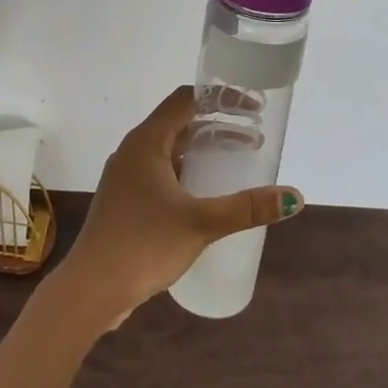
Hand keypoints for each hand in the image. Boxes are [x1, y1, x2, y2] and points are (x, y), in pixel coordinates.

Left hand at [58, 87, 301, 326]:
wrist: (92, 288)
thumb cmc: (144, 244)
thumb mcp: (201, 223)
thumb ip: (247, 208)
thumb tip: (295, 197)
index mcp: (146, 141)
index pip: (185, 100)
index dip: (221, 98)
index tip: (252, 109)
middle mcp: (133, 150)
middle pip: (179, 123)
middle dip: (217, 127)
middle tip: (254, 139)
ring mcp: (126, 176)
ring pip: (170, 149)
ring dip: (202, 151)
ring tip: (237, 163)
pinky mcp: (125, 200)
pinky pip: (161, 171)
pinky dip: (188, 171)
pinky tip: (206, 194)